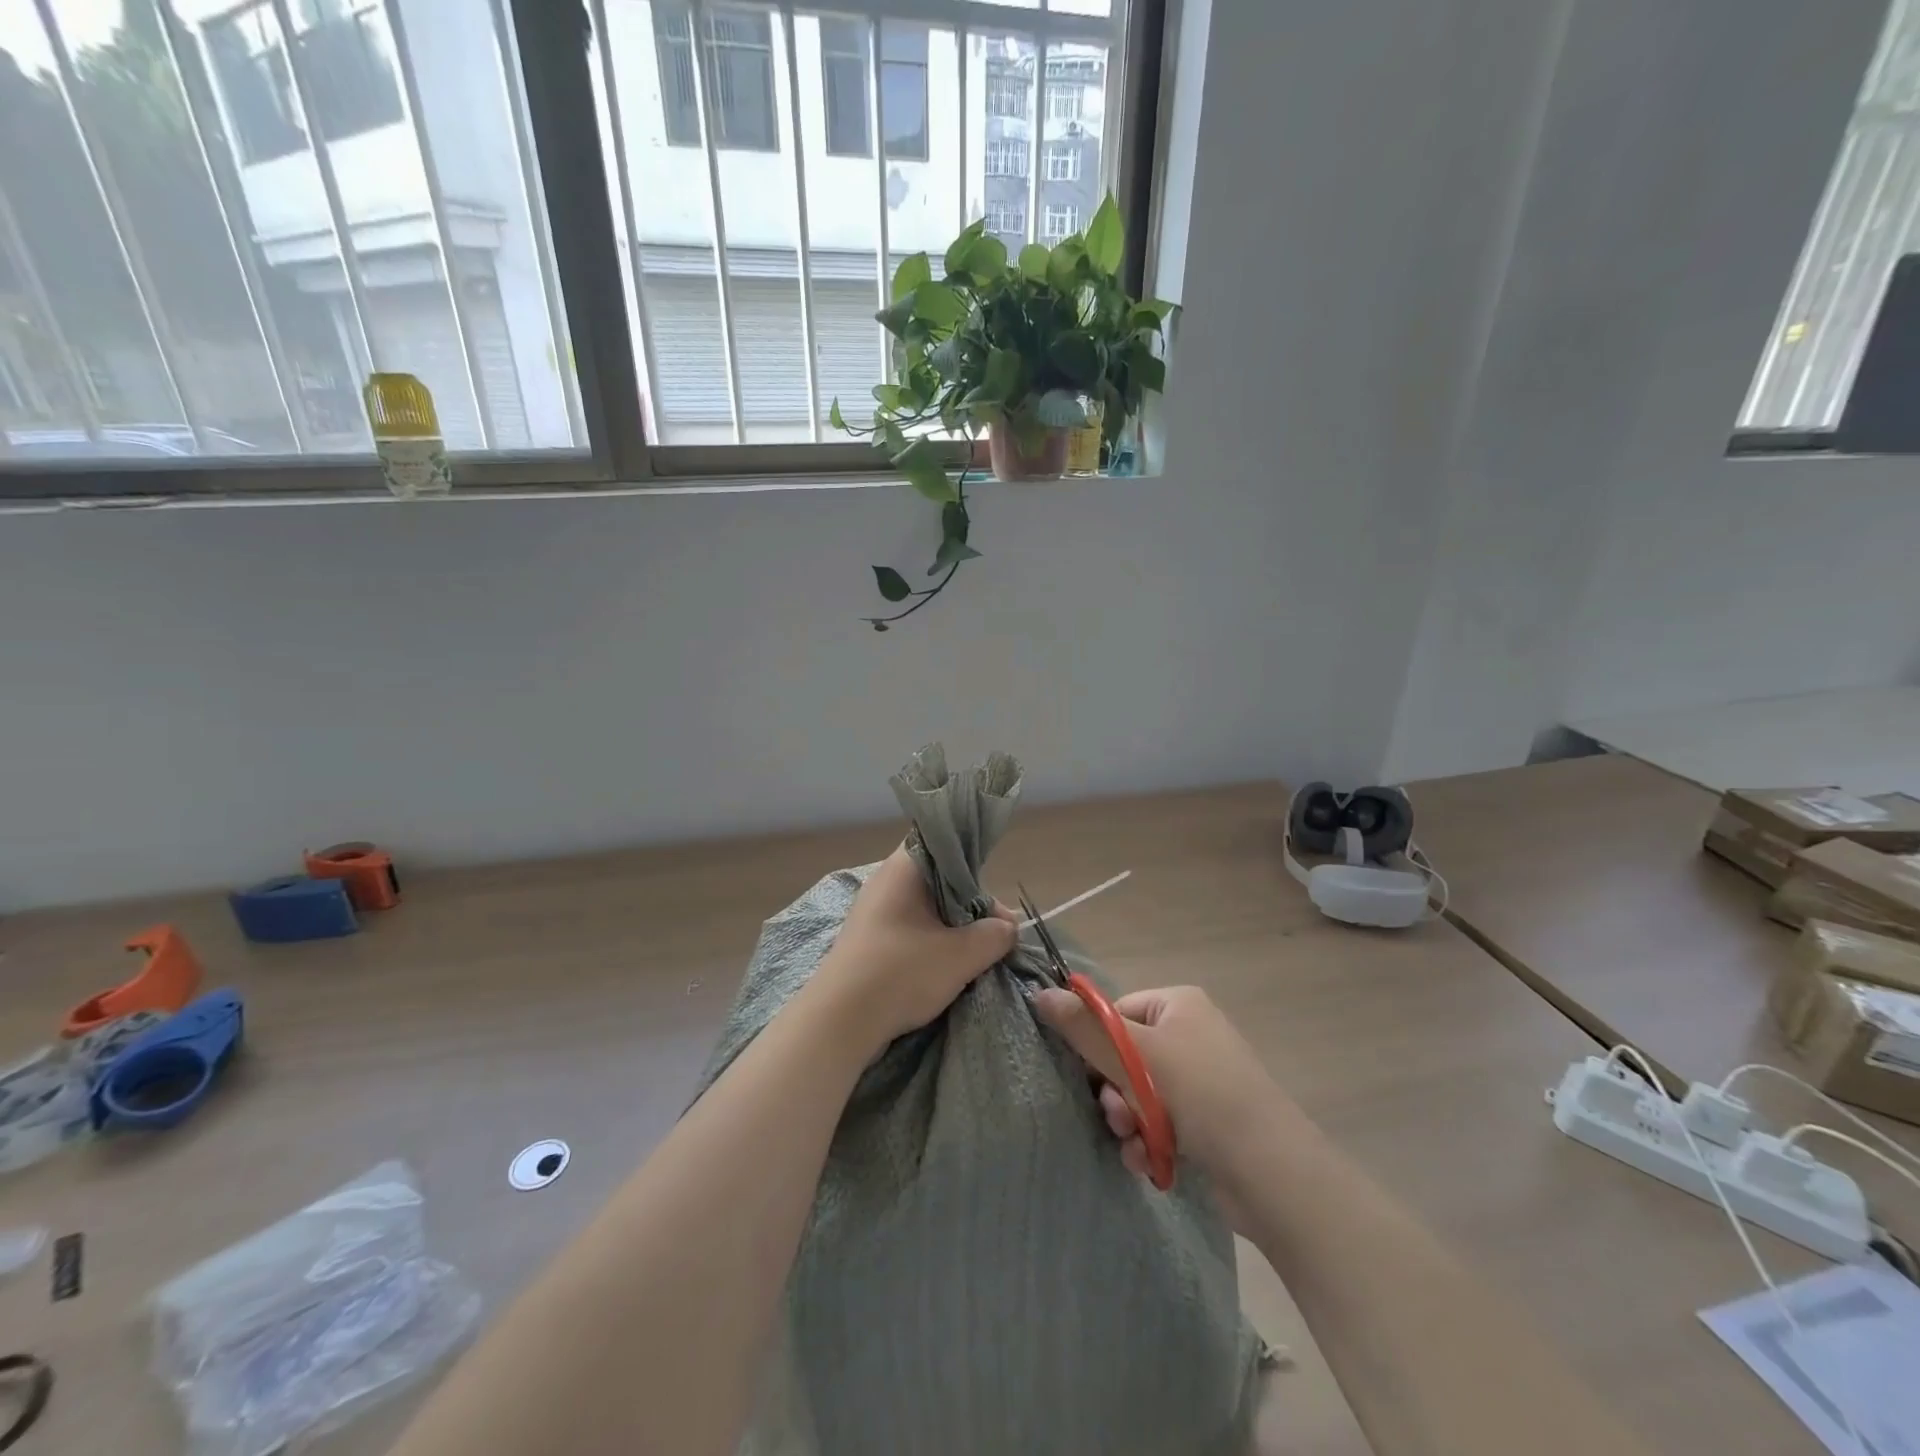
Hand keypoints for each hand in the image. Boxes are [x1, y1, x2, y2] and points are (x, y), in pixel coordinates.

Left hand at [805, 845, 1017, 1054]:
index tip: (994, 897)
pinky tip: (947, 968)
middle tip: (996, 935)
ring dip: (952, 929)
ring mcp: (873, 912)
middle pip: (940, 880)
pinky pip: (910, 930)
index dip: (974, 866)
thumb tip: (1008, 927)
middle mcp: (885, 881)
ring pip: (926, 909)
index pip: (944, 844)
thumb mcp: (961, 955)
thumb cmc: (901, 973)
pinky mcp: (868, 940)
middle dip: (970, 907)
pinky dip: (931, 944)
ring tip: (976, 955)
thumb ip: (994, 935)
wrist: (839, 1022)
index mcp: (903, 868)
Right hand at [1033, 984, 1300, 1225]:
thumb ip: (1085, 1027)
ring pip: (1136, 1093)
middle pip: (1123, 1056)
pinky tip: (1146, 1160)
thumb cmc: (1201, 1094)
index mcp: (1179, 1004)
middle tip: (1117, 1114)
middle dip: (1113, 1091)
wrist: (1270, 1173)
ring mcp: (1199, 1079)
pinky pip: (1157, 1121)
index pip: (1115, 1013)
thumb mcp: (1136, 1054)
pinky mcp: (1205, 1120)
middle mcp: (1189, 1034)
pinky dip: (1146, 1140)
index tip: (1089, 1073)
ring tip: (1134, 1140)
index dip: (1097, 1045)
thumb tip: (1039, 993)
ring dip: (1126, 1119)